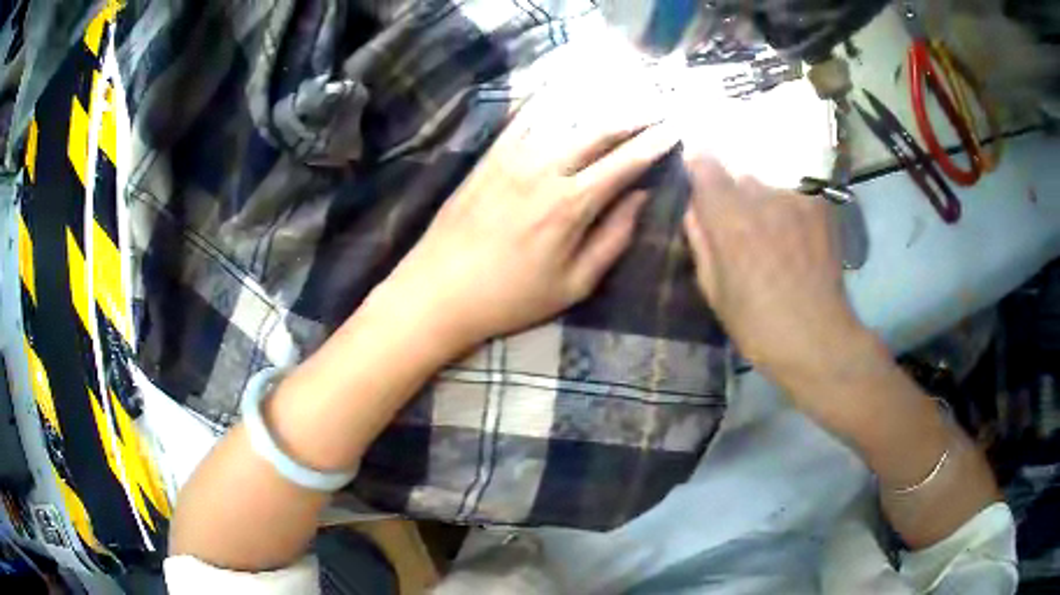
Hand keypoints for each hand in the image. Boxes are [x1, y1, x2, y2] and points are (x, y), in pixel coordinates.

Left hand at [372, 95, 678, 355]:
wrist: (438, 290)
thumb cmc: (510, 298)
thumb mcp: (573, 284)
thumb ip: (612, 239)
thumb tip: (639, 198)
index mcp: (570, 204)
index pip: (624, 162)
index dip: (654, 143)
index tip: (674, 130)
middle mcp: (544, 168)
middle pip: (599, 130)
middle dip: (633, 117)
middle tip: (656, 109)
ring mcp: (512, 157)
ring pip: (565, 118)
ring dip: (599, 107)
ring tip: (622, 101)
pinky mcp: (489, 156)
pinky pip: (525, 118)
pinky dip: (551, 103)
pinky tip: (566, 95)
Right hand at [682, 155, 873, 392]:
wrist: (819, 341)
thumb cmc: (758, 326)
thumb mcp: (715, 291)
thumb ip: (700, 241)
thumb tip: (692, 209)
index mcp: (729, 219)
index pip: (704, 164)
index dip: (699, 171)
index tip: (700, 189)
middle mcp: (762, 197)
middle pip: (739, 178)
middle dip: (736, 199)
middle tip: (744, 234)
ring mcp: (795, 199)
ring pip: (769, 190)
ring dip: (766, 208)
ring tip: (777, 243)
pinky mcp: (820, 207)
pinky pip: (795, 200)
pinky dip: (792, 215)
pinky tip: (800, 245)